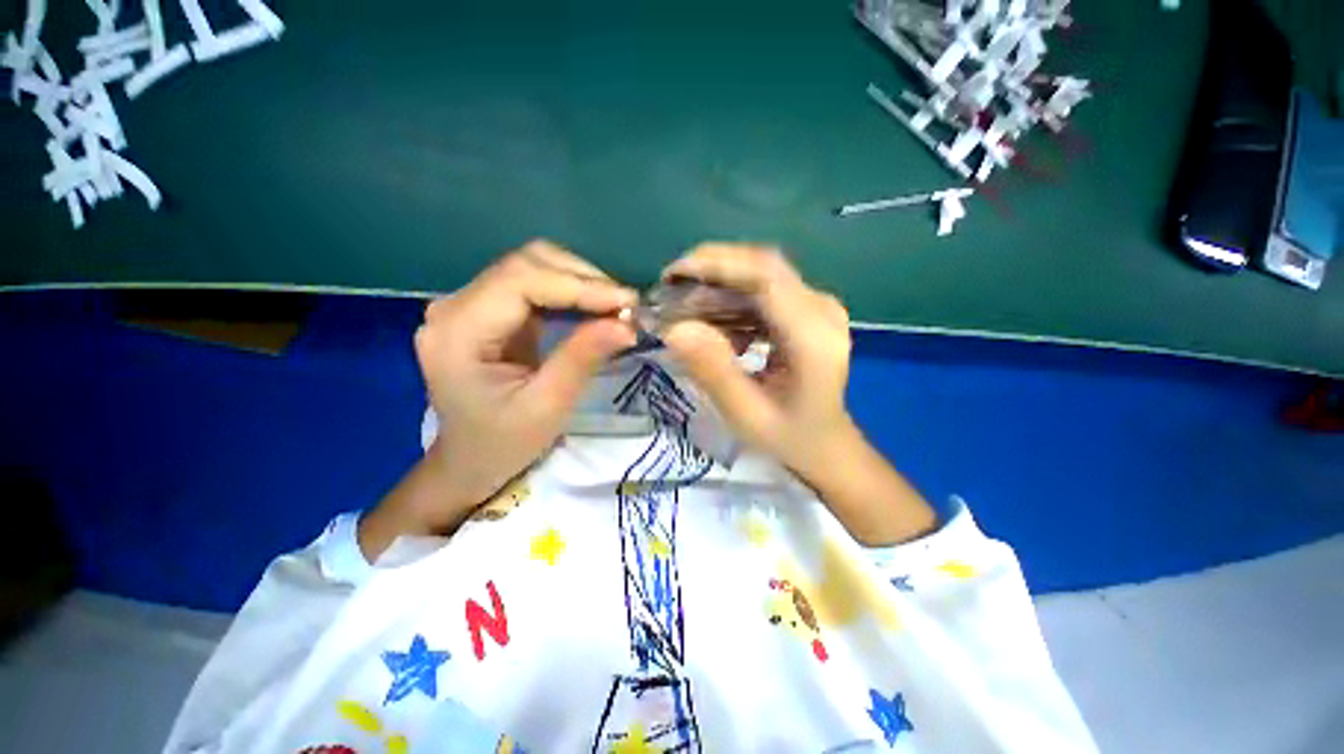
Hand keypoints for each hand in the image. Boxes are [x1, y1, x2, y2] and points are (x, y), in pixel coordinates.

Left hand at [362, 242, 636, 556]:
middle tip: (626, 307)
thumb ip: (583, 358)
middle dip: (583, 279)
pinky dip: (571, 293)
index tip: (627, 302)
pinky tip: (596, 308)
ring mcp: (470, 304)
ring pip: (533, 268)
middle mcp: (455, 306)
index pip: (521, 281)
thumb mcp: (547, 406)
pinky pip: (535, 286)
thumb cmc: (502, 444)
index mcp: (457, 331)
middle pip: (526, 264)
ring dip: (580, 282)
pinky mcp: (489, 311)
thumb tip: (628, 324)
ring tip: (616, 308)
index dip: (579, 284)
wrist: (470, 461)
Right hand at [660, 244, 852, 481]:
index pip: (765, 276)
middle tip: (670, 290)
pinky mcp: (806, 309)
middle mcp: (821, 309)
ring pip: (760, 274)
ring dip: (718, 285)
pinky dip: (731, 299)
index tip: (672, 276)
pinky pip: (763, 290)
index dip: (716, 265)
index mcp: (814, 337)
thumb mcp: (746, 414)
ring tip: (684, 309)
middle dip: (711, 269)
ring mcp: (817, 306)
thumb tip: (674, 328)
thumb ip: (713, 371)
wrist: (824, 442)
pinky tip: (715, 324)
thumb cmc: (788, 436)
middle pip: (763, 266)